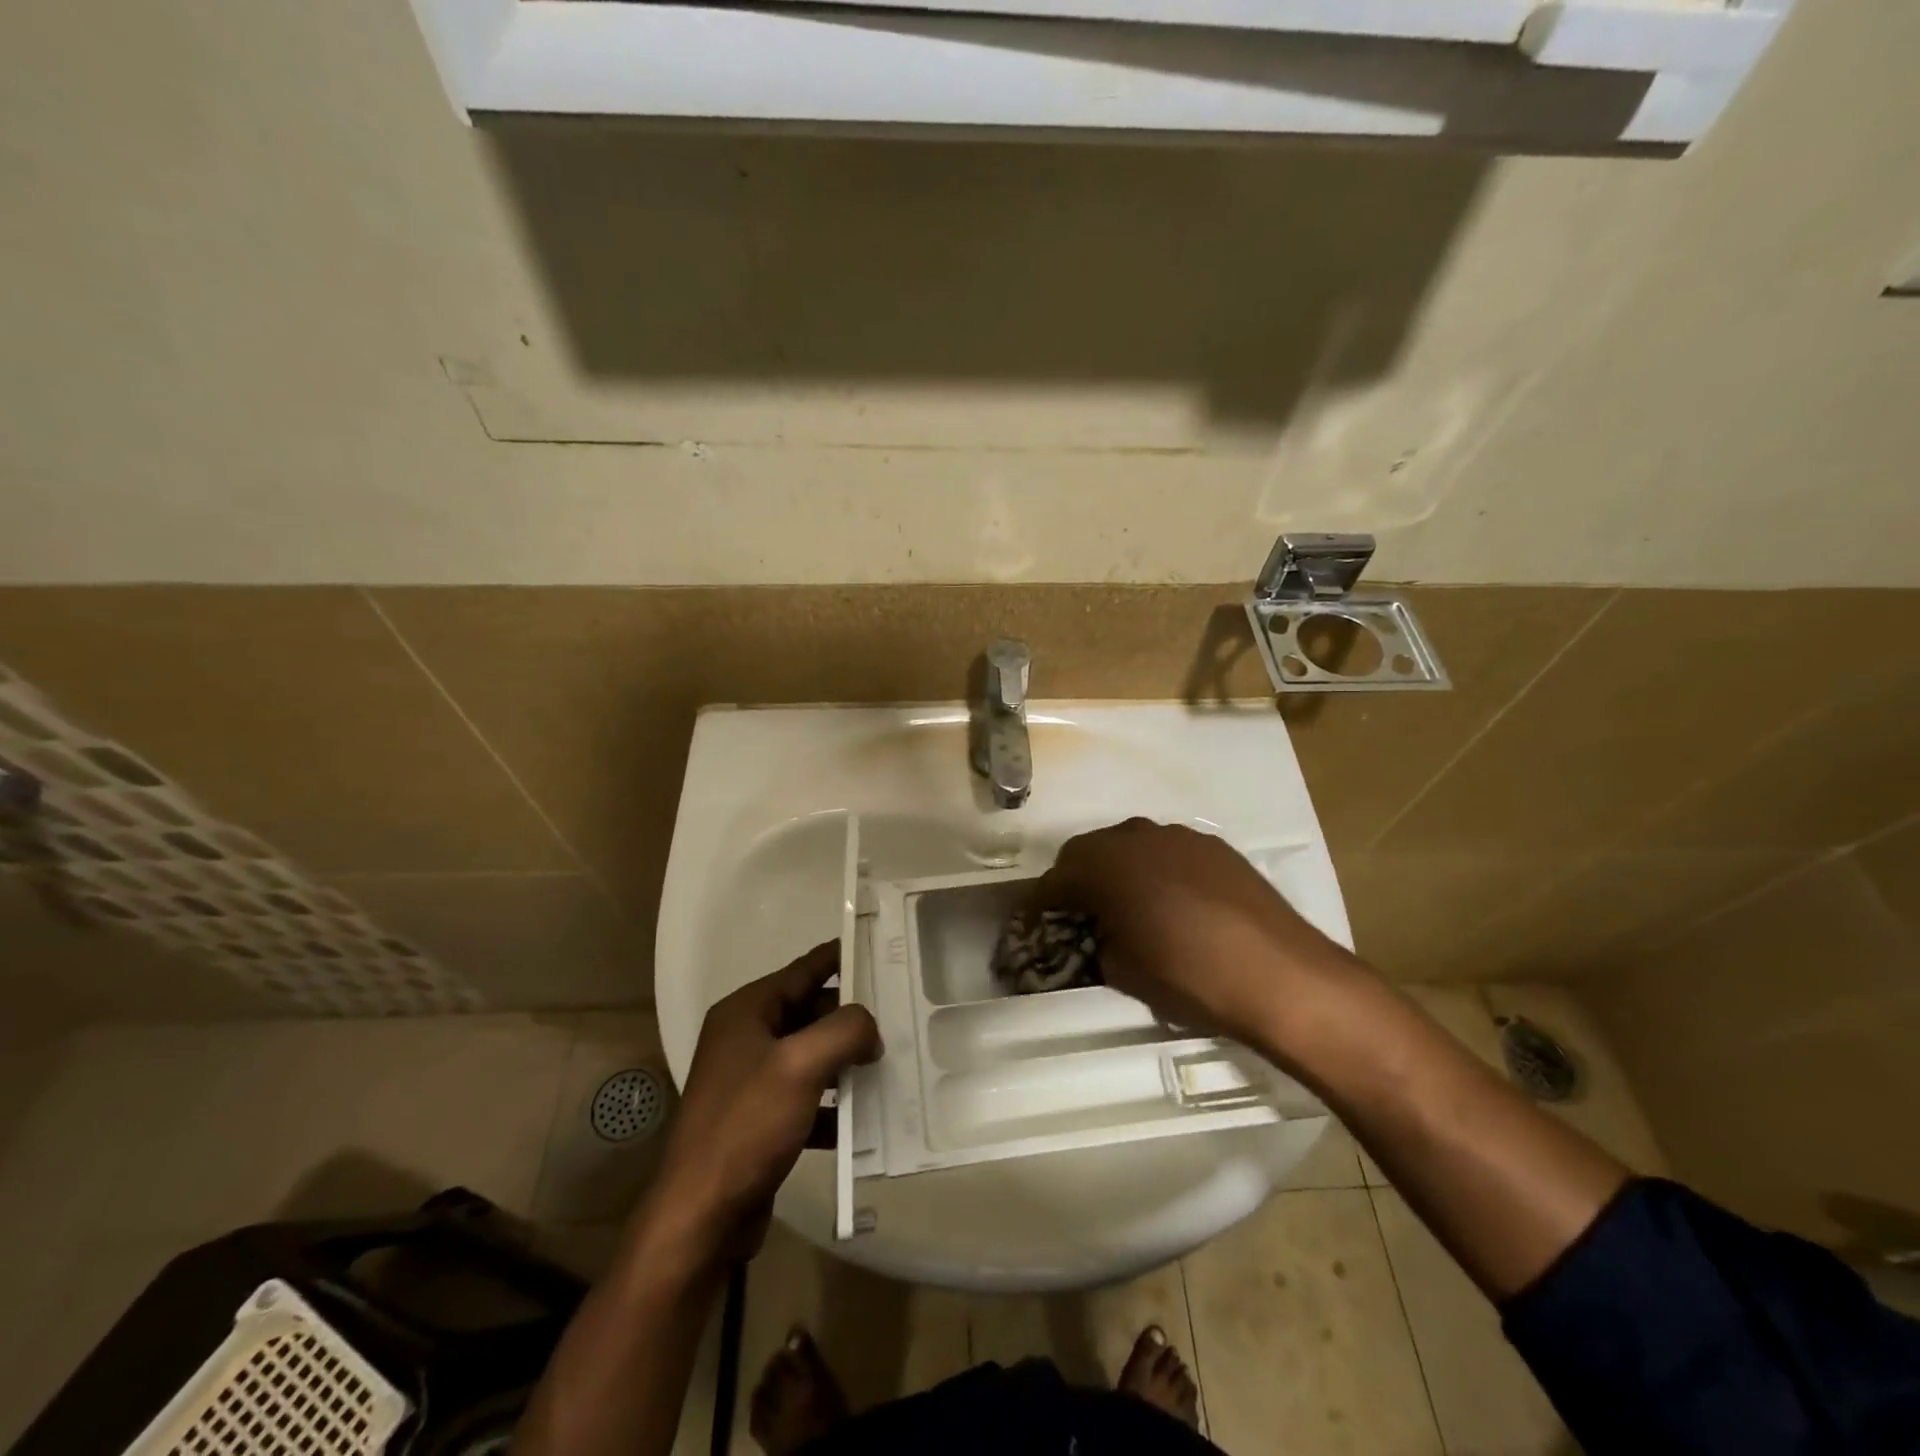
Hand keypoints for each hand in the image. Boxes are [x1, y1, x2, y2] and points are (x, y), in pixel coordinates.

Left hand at [650, 943, 880, 1258]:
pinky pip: (808, 1097)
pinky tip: (866, 1119)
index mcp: (746, 1012)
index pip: (804, 970)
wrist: (701, 1218)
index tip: (882, 951)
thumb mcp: (801, 1065)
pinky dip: (834, 1105)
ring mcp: (752, 1081)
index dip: (842, 959)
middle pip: (810, 1012)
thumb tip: (870, 1028)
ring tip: (891, 1065)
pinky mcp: (760, 1120)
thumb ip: (844, 1030)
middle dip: (851, 1018)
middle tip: (899, 1017)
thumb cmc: (747, 1126)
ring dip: (847, 1062)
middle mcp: (746, 1038)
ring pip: (812, 1056)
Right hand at [1032, 819, 1355, 1047]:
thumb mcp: (1124, 972)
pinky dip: (1157, 870)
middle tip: (1077, 912)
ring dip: (1119, 870)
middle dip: (1077, 879)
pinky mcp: (1216, 846)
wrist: (1281, 975)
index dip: (1039, 901)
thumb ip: (1101, 943)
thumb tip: (1103, 935)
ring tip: (1127, 905)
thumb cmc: (1189, 977)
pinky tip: (1173, 902)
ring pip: (1131, 845)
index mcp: (1106, 865)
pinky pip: (1169, 852)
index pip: (1056, 878)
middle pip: (1090, 851)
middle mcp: (1137, 837)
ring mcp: (1180, 836)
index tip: (1033, 920)